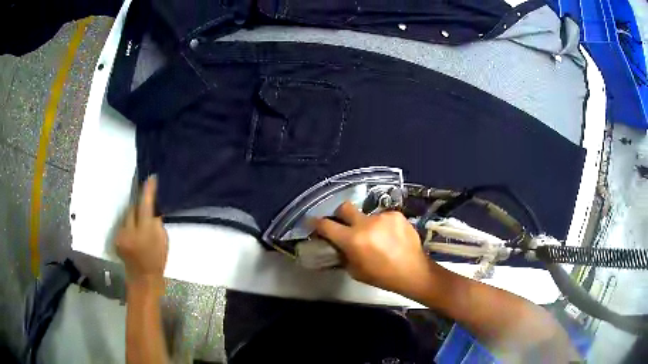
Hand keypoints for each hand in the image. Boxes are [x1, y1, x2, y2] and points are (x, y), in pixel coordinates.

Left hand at [115, 175, 167, 291]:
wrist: (143, 278)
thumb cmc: (157, 260)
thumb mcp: (164, 241)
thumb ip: (157, 223)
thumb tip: (152, 208)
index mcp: (145, 232)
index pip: (145, 206)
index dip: (148, 191)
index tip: (150, 178)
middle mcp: (130, 231)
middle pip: (133, 208)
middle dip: (139, 204)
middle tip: (145, 199)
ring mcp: (121, 235)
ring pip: (127, 216)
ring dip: (133, 215)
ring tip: (139, 220)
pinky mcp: (116, 239)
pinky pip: (123, 224)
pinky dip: (129, 225)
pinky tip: (133, 232)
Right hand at [314, 201, 435, 295]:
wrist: (413, 271)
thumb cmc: (381, 276)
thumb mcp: (355, 271)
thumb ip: (343, 254)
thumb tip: (337, 245)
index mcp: (353, 240)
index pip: (326, 225)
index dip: (317, 223)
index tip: (313, 222)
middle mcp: (366, 223)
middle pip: (345, 207)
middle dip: (341, 214)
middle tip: (345, 224)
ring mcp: (383, 217)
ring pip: (366, 215)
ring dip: (367, 224)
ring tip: (377, 237)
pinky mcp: (396, 214)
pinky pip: (383, 217)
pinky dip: (382, 225)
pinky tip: (390, 236)